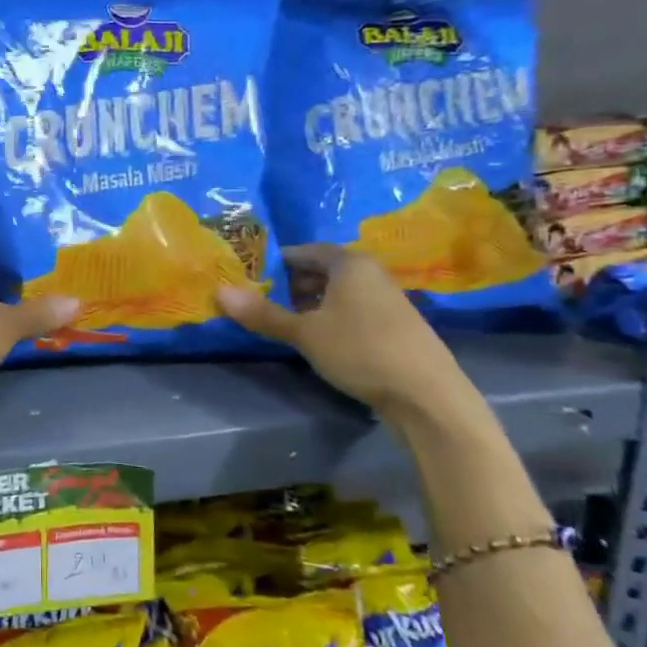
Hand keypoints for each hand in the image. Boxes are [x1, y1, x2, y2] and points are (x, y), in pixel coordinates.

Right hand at [217, 245, 465, 415]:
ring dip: (312, 304)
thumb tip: (219, 292)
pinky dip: (332, 318)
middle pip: (323, 270)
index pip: (305, 251)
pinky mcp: (396, 326)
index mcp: (350, 263)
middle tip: (262, 301)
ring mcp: (388, 300)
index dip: (276, 263)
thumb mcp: (304, 333)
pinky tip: (320, 341)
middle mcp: (371, 273)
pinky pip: (354, 310)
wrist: (427, 396)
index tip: (251, 277)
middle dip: (292, 284)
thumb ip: (263, 314)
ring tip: (286, 323)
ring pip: (339, 293)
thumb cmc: (360, 350)